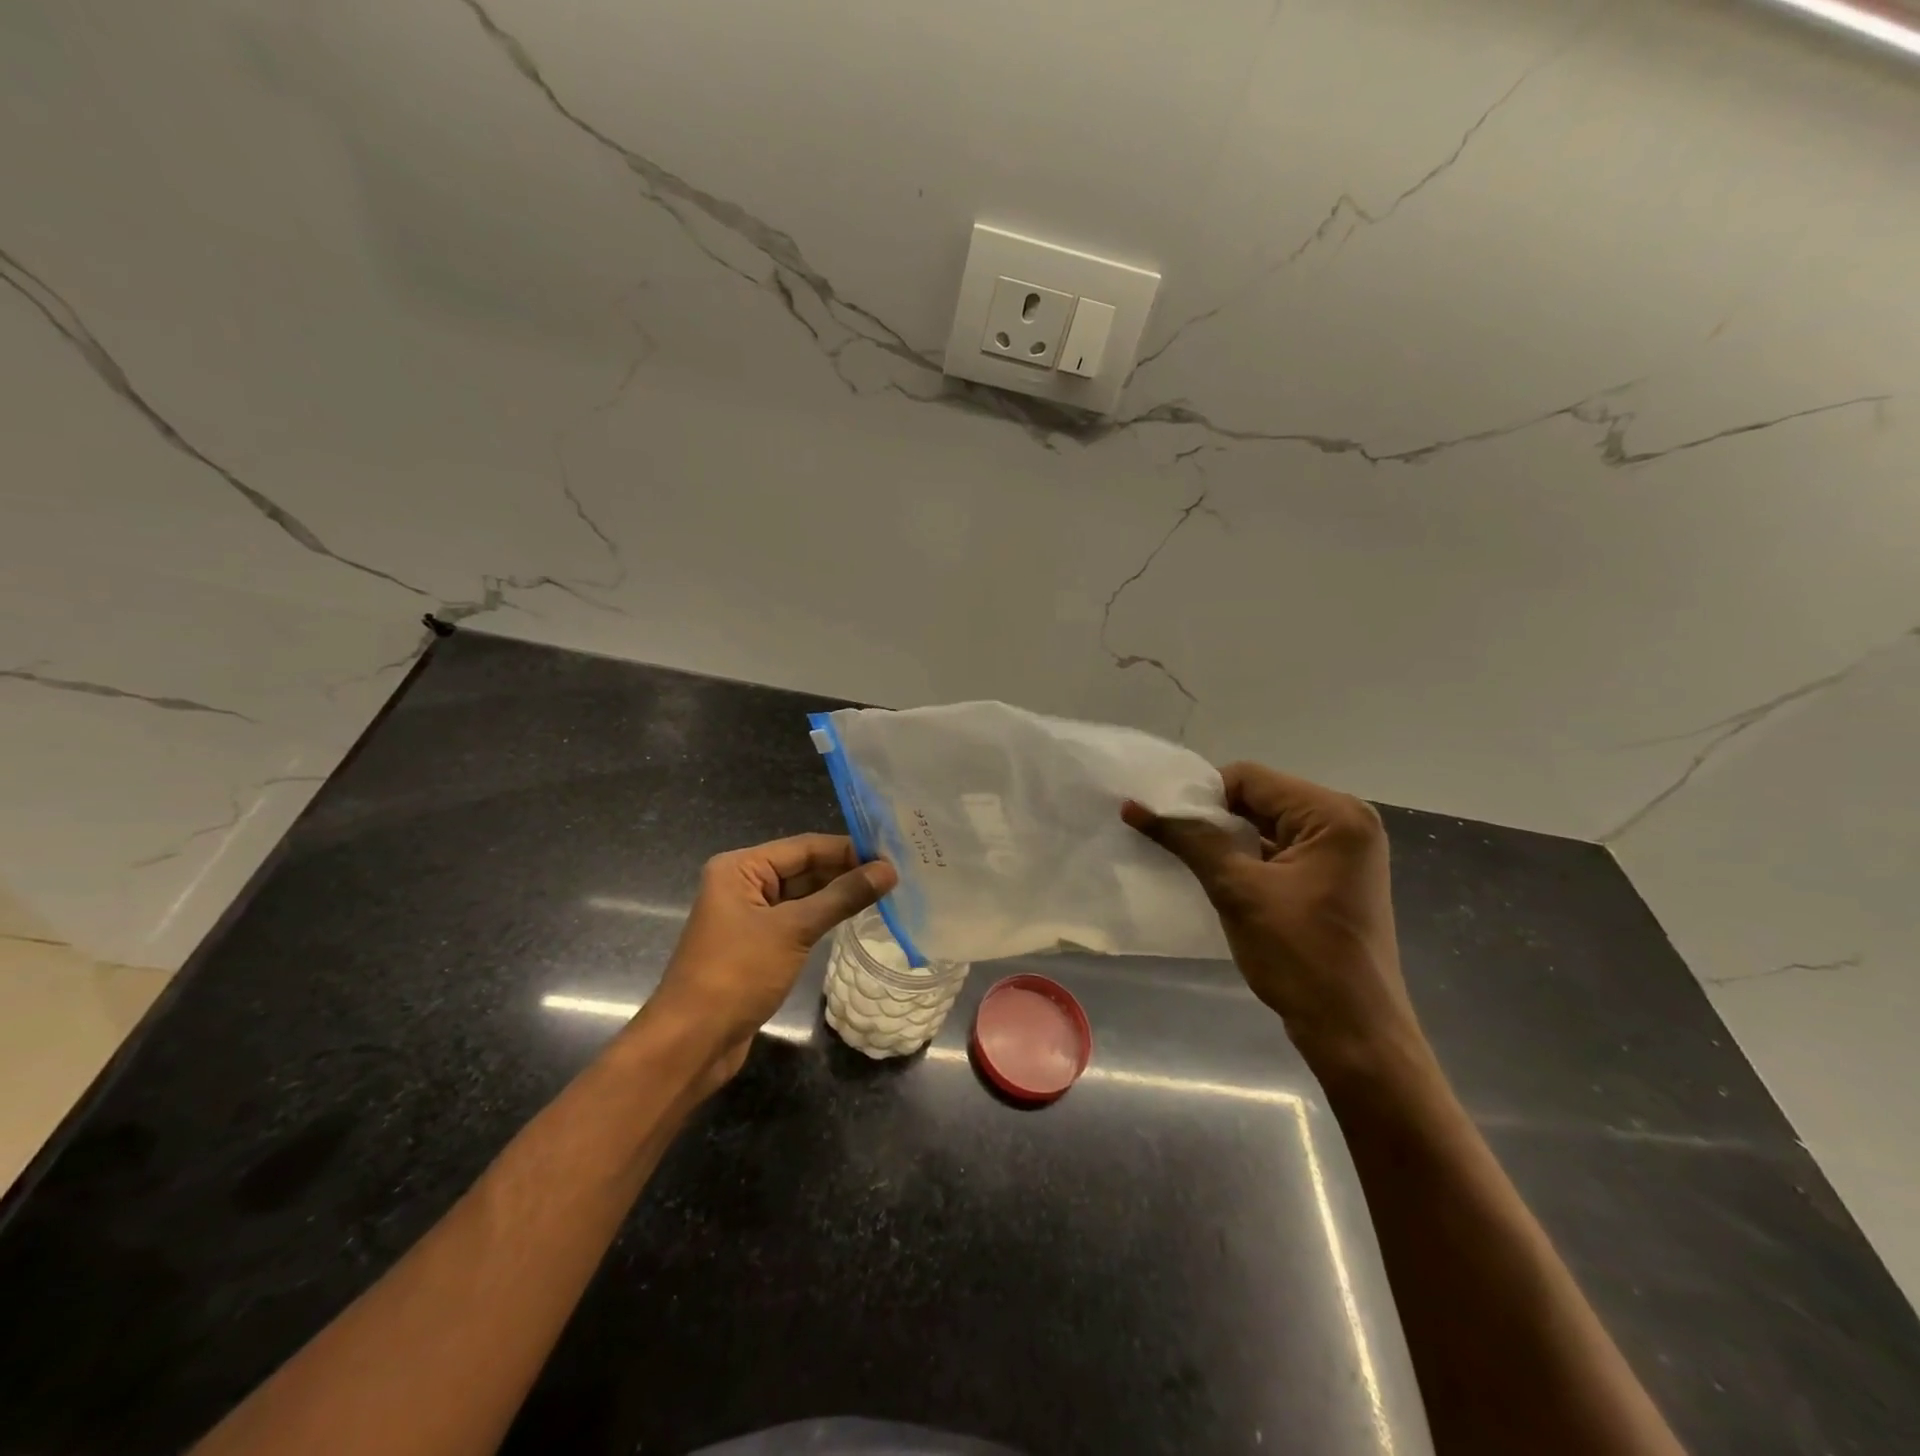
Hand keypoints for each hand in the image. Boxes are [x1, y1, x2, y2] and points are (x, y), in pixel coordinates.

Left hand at [646, 834, 896, 1085]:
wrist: (692, 1042)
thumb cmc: (737, 974)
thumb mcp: (794, 930)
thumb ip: (842, 897)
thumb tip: (889, 870)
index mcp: (740, 868)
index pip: (804, 846)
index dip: (848, 849)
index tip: (892, 854)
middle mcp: (742, 884)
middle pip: (803, 867)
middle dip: (846, 870)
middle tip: (896, 874)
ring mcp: (749, 915)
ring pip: (803, 895)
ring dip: (838, 894)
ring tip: (886, 892)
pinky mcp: (757, 944)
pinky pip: (797, 919)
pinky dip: (825, 917)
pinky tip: (857, 917)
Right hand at [1123, 763, 1422, 1077]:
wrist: (1353, 1033)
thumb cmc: (1300, 956)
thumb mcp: (1237, 890)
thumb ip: (1189, 840)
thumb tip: (1133, 806)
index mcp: (1333, 814)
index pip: (1250, 779)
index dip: (1202, 796)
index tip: (1165, 822)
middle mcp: (1344, 822)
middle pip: (1259, 799)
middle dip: (1213, 819)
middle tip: (1168, 839)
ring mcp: (1342, 852)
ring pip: (1265, 827)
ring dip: (1226, 841)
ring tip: (1183, 858)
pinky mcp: (1331, 878)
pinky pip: (1278, 852)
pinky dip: (1245, 860)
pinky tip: (1213, 877)